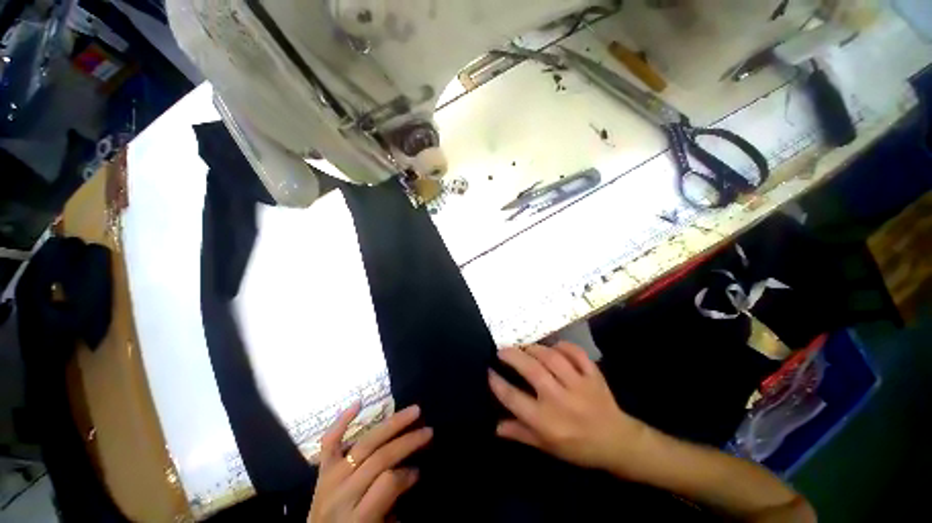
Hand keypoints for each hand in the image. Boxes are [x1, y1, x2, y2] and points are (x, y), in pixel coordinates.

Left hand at [308, 403, 431, 522]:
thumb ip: (393, 502)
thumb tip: (410, 474)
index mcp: (360, 514)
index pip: (387, 482)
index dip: (408, 474)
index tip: (420, 469)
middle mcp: (343, 491)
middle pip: (376, 459)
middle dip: (405, 442)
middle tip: (428, 431)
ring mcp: (329, 477)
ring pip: (360, 445)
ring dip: (387, 426)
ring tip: (411, 413)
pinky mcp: (321, 470)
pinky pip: (329, 442)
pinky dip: (341, 421)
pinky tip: (358, 404)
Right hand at [488, 341, 646, 474]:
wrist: (614, 441)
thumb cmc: (577, 448)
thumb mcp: (545, 447)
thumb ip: (521, 434)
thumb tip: (496, 426)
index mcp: (542, 419)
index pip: (512, 396)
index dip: (496, 382)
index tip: (488, 372)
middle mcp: (557, 398)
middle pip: (530, 370)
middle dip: (513, 356)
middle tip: (502, 351)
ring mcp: (577, 384)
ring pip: (552, 358)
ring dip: (535, 349)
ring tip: (525, 347)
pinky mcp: (593, 376)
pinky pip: (577, 354)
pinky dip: (564, 347)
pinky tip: (554, 347)